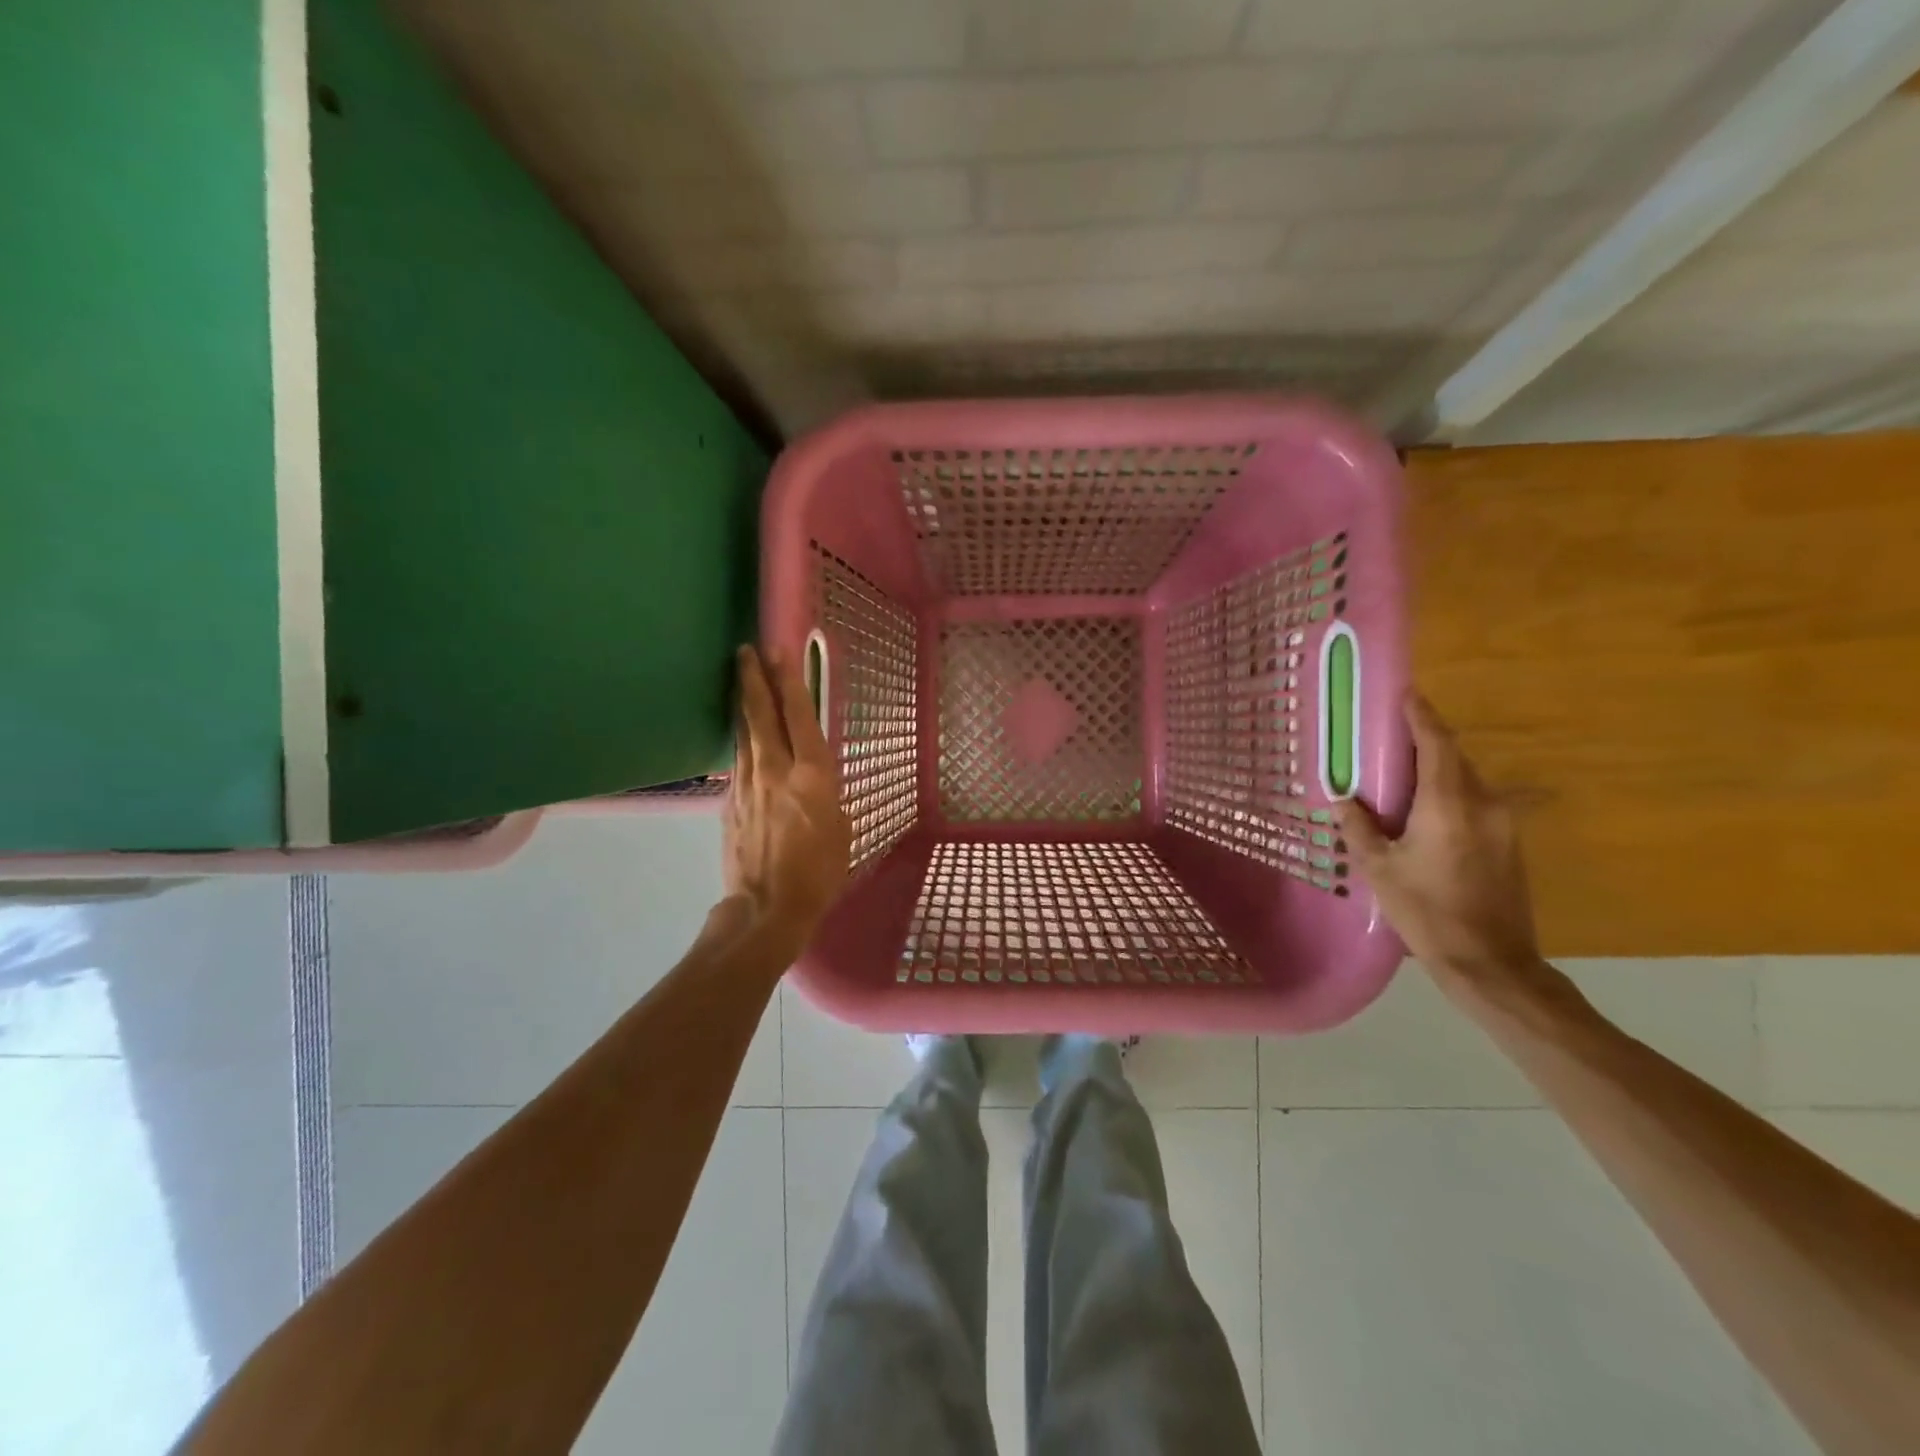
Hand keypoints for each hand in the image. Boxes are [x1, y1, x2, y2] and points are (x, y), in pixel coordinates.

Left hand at [722, 645, 851, 950]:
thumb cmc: (819, 872)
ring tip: (739, 679)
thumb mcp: (842, 829)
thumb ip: (827, 796)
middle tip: (744, 650)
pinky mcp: (729, 803)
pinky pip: (738, 763)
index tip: (778, 651)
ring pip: (744, 734)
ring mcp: (747, 785)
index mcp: (812, 775)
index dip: (789, 681)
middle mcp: (776, 770)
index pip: (798, 716)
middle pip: (760, 714)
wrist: (767, 908)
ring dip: (742, 703)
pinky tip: (742, 736)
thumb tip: (815, 784)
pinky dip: (742, 741)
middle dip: (752, 679)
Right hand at [1337, 693, 1549, 1000]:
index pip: (1435, 744)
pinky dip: (1449, 793)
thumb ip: (1359, 826)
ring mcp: (1503, 823)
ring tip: (1401, 772)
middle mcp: (1483, 803)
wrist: (1491, 963)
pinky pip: (1475, 801)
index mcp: (1448, 804)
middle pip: (1453, 758)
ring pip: (1466, 780)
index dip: (1420, 715)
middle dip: (1424, 741)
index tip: (1406, 692)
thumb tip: (1343, 797)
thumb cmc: (1427, 912)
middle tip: (1390, 734)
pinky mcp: (1509, 842)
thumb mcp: (1379, 869)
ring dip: (1436, 769)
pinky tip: (1424, 809)